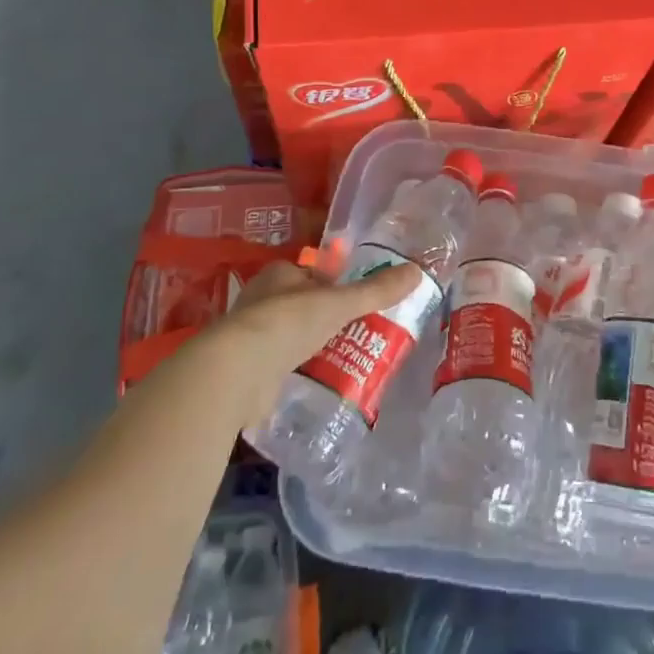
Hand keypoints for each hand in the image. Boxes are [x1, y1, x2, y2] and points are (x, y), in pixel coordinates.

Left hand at [201, 260, 423, 419]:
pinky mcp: (245, 369)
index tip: (355, 302)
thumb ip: (377, 290)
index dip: (333, 285)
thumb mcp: (340, 303)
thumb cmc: (288, 323)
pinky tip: (315, 382)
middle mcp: (261, 300)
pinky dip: (294, 372)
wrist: (236, 372)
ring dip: (309, 346)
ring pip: (288, 336)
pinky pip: (278, 366)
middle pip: (300, 305)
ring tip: (342, 359)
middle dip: (323, 318)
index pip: (312, 275)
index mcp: (279, 275)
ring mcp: (250, 336)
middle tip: (355, 332)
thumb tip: (418, 271)